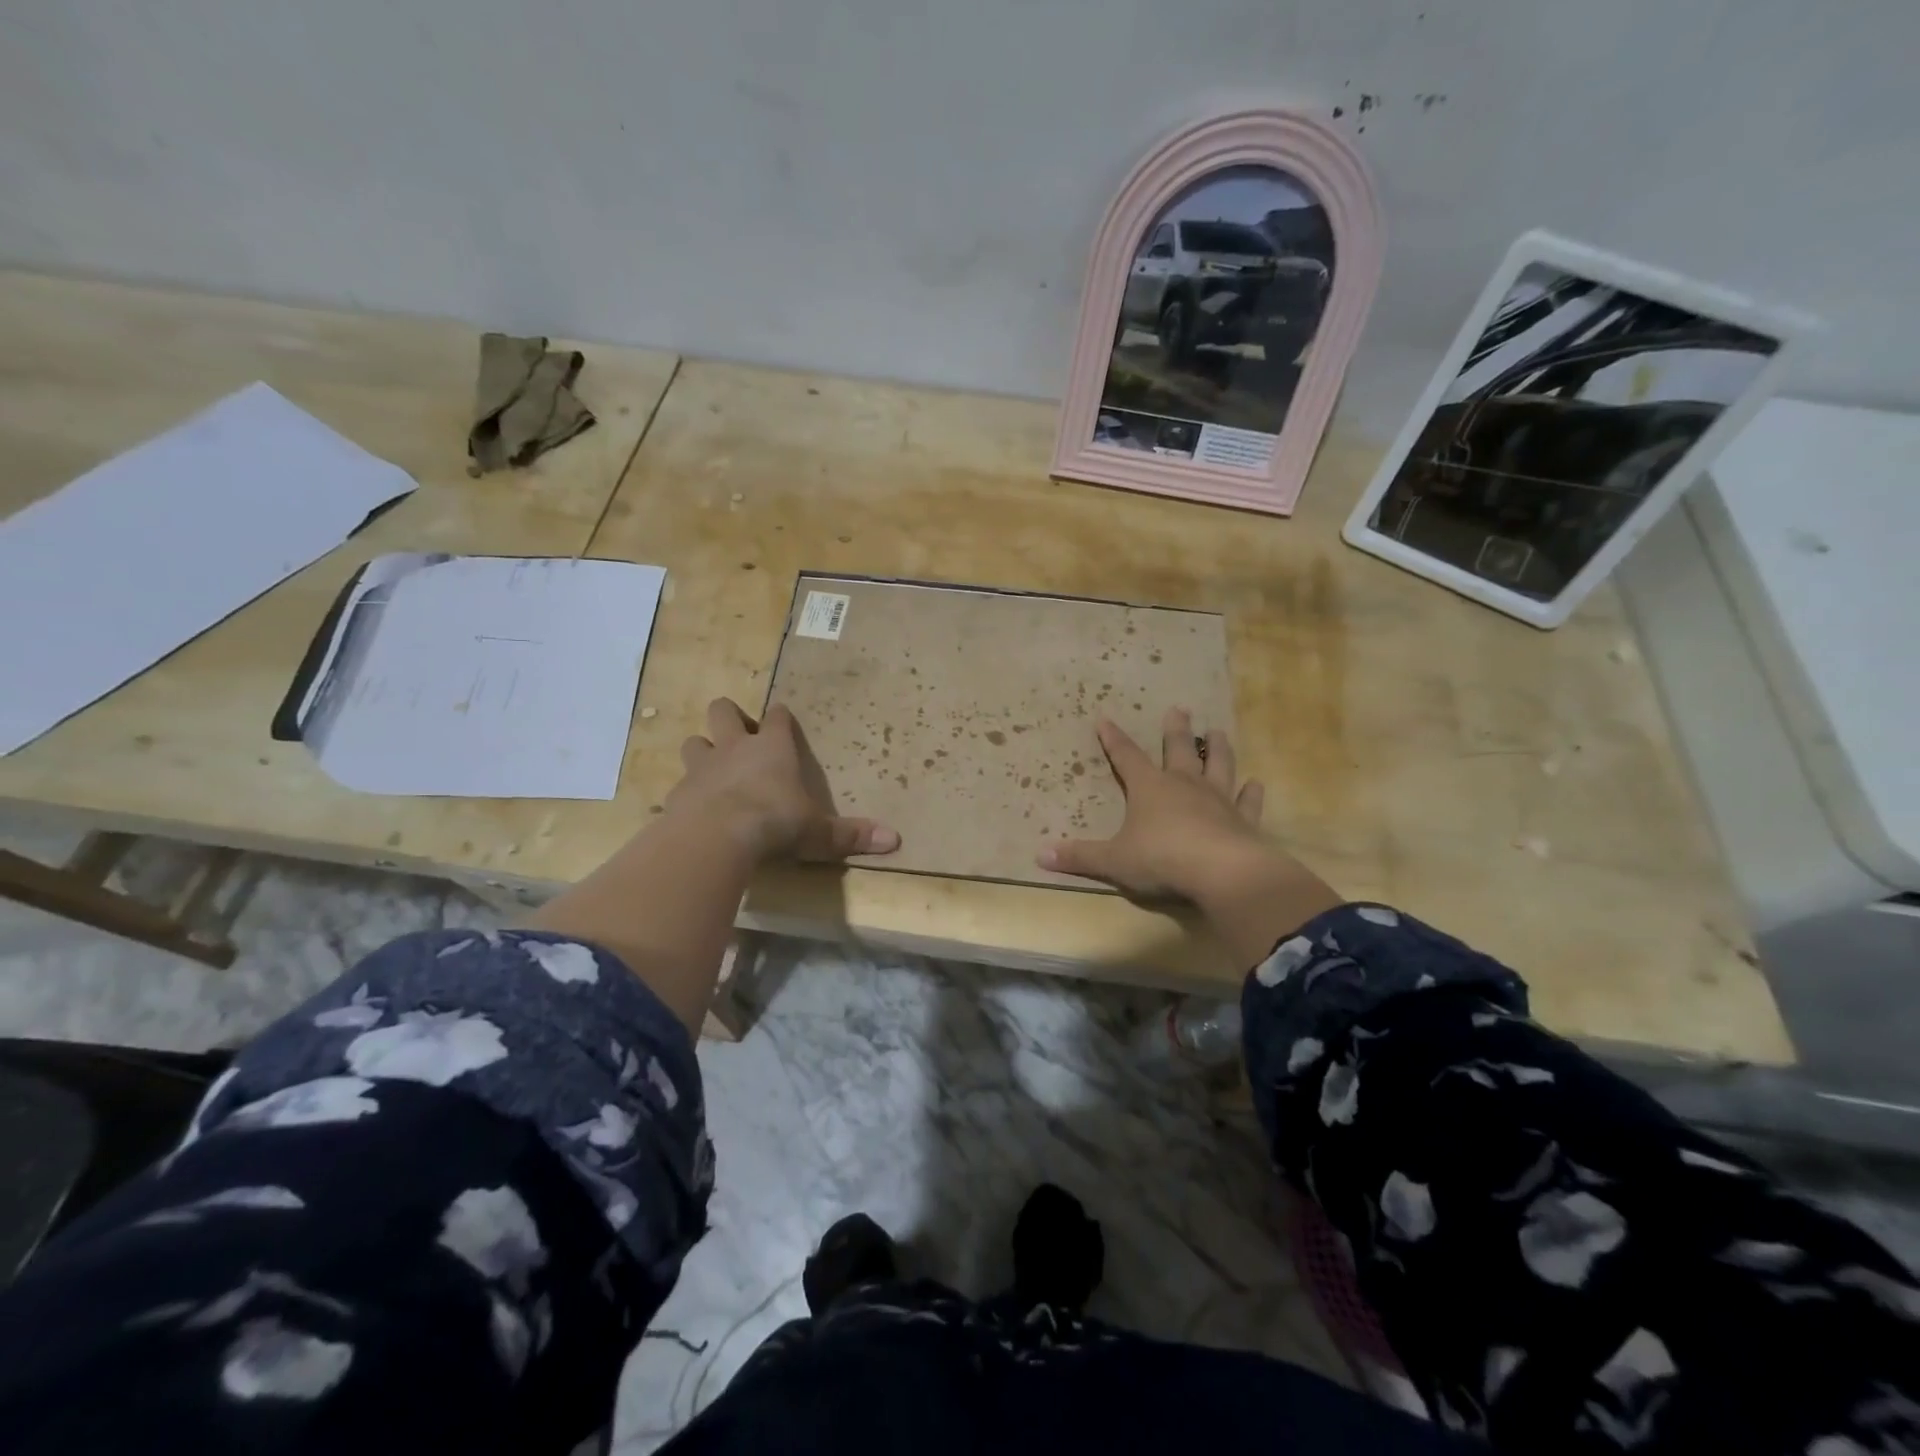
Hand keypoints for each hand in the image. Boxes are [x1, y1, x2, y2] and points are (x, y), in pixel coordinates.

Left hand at [666, 699, 899, 862]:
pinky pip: (679, 784)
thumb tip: (895, 840)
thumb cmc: (775, 822)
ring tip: (711, 769)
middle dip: (729, 718)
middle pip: (723, 712)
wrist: (717, 836)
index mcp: (772, 748)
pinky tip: (693, 808)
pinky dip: (686, 792)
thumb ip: (850, 835)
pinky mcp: (677, 793)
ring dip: (702, 750)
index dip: (779, 717)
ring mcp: (702, 768)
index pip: (776, 717)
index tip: (781, 719)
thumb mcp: (819, 832)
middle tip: (738, 736)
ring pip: (693, 742)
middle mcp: (734, 748)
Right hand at [1036, 708, 1265, 901]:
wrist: (1222, 873)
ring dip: (1218, 749)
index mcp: (1149, 788)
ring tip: (1218, 732)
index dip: (1113, 739)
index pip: (1126, 756)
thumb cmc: (1161, 859)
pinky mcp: (1243, 820)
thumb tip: (1039, 855)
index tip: (1105, 718)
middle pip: (1179, 750)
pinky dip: (1252, 793)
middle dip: (1176, 730)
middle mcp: (1184, 785)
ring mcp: (1218, 800)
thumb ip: (1080, 857)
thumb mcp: (1113, 860)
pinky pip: (1248, 802)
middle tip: (1180, 709)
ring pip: (1218, 765)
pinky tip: (1256, 783)